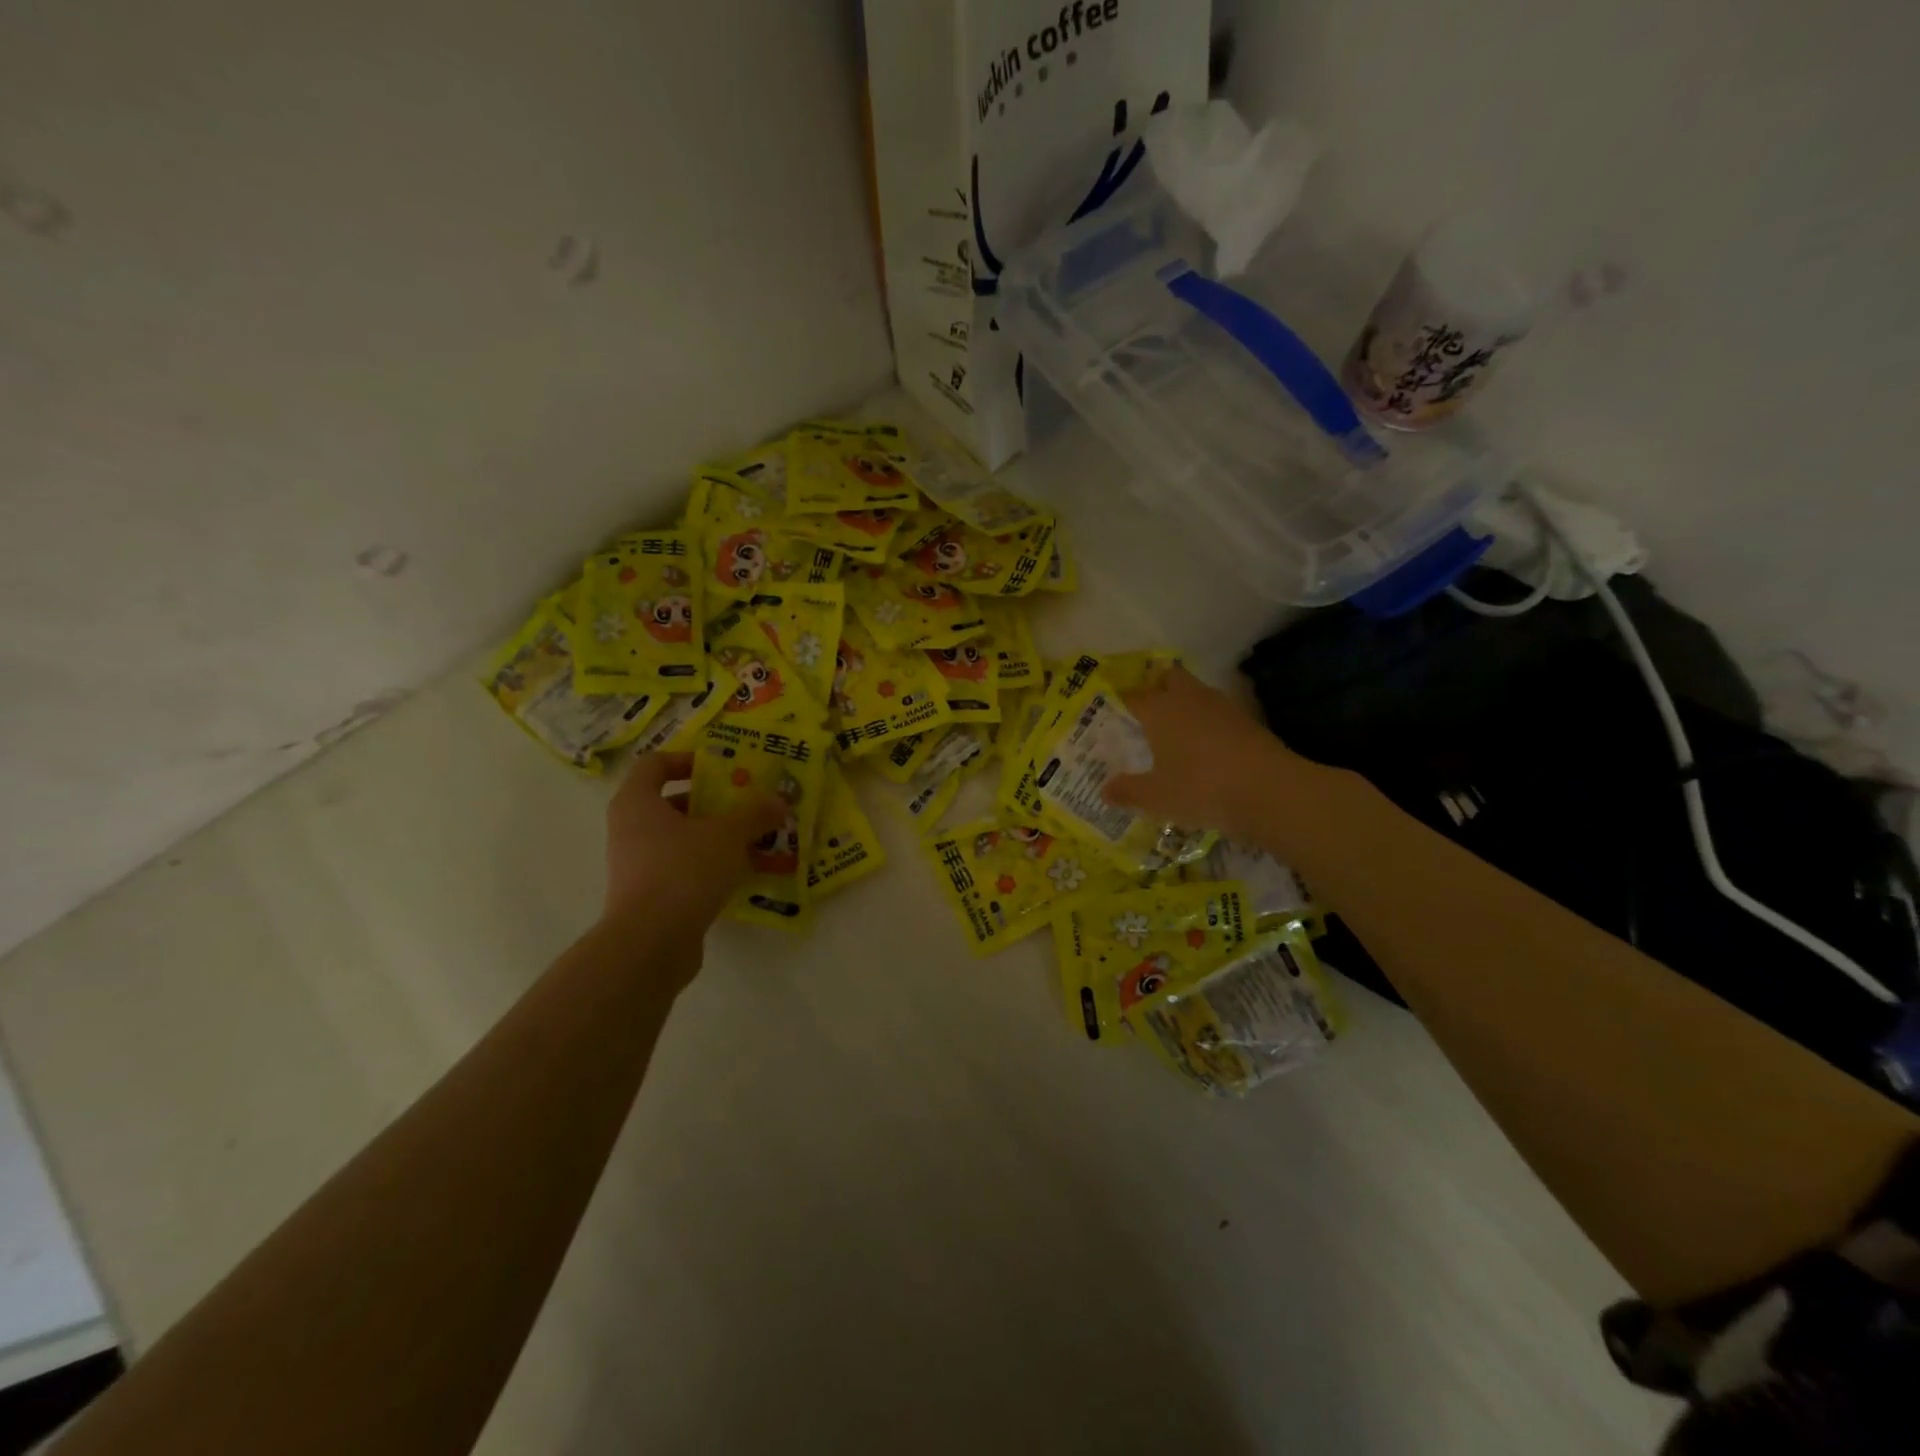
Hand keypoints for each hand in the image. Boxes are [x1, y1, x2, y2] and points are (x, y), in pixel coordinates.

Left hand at [603, 753, 784, 929]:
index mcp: (637, 802)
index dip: (686, 760)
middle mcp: (628, 829)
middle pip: (668, 803)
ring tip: (749, 840)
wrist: (651, 942)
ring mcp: (634, 865)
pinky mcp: (646, 896)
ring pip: (676, 838)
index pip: (654, 764)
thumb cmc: (684, 870)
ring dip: (711, 836)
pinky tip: (737, 873)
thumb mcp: (728, 835)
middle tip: (744, 805)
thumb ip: (754, 815)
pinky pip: (678, 868)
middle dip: (709, 802)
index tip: (720, 769)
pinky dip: (705, 865)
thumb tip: (779, 801)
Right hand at [1103, 667, 1323, 846]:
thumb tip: (1104, 790)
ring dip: (1185, 705)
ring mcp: (1223, 707)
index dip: (1122, 703)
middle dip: (1157, 688)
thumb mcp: (1156, 798)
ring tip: (1174, 733)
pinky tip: (1206, 749)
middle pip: (1170, 678)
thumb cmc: (1201, 788)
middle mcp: (1189, 699)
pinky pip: (1218, 714)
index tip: (1113, 714)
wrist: (1270, 792)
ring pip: (1197, 693)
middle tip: (1146, 713)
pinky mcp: (1248, 722)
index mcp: (1160, 710)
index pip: (1133, 696)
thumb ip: (1128, 791)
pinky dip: (1208, 724)